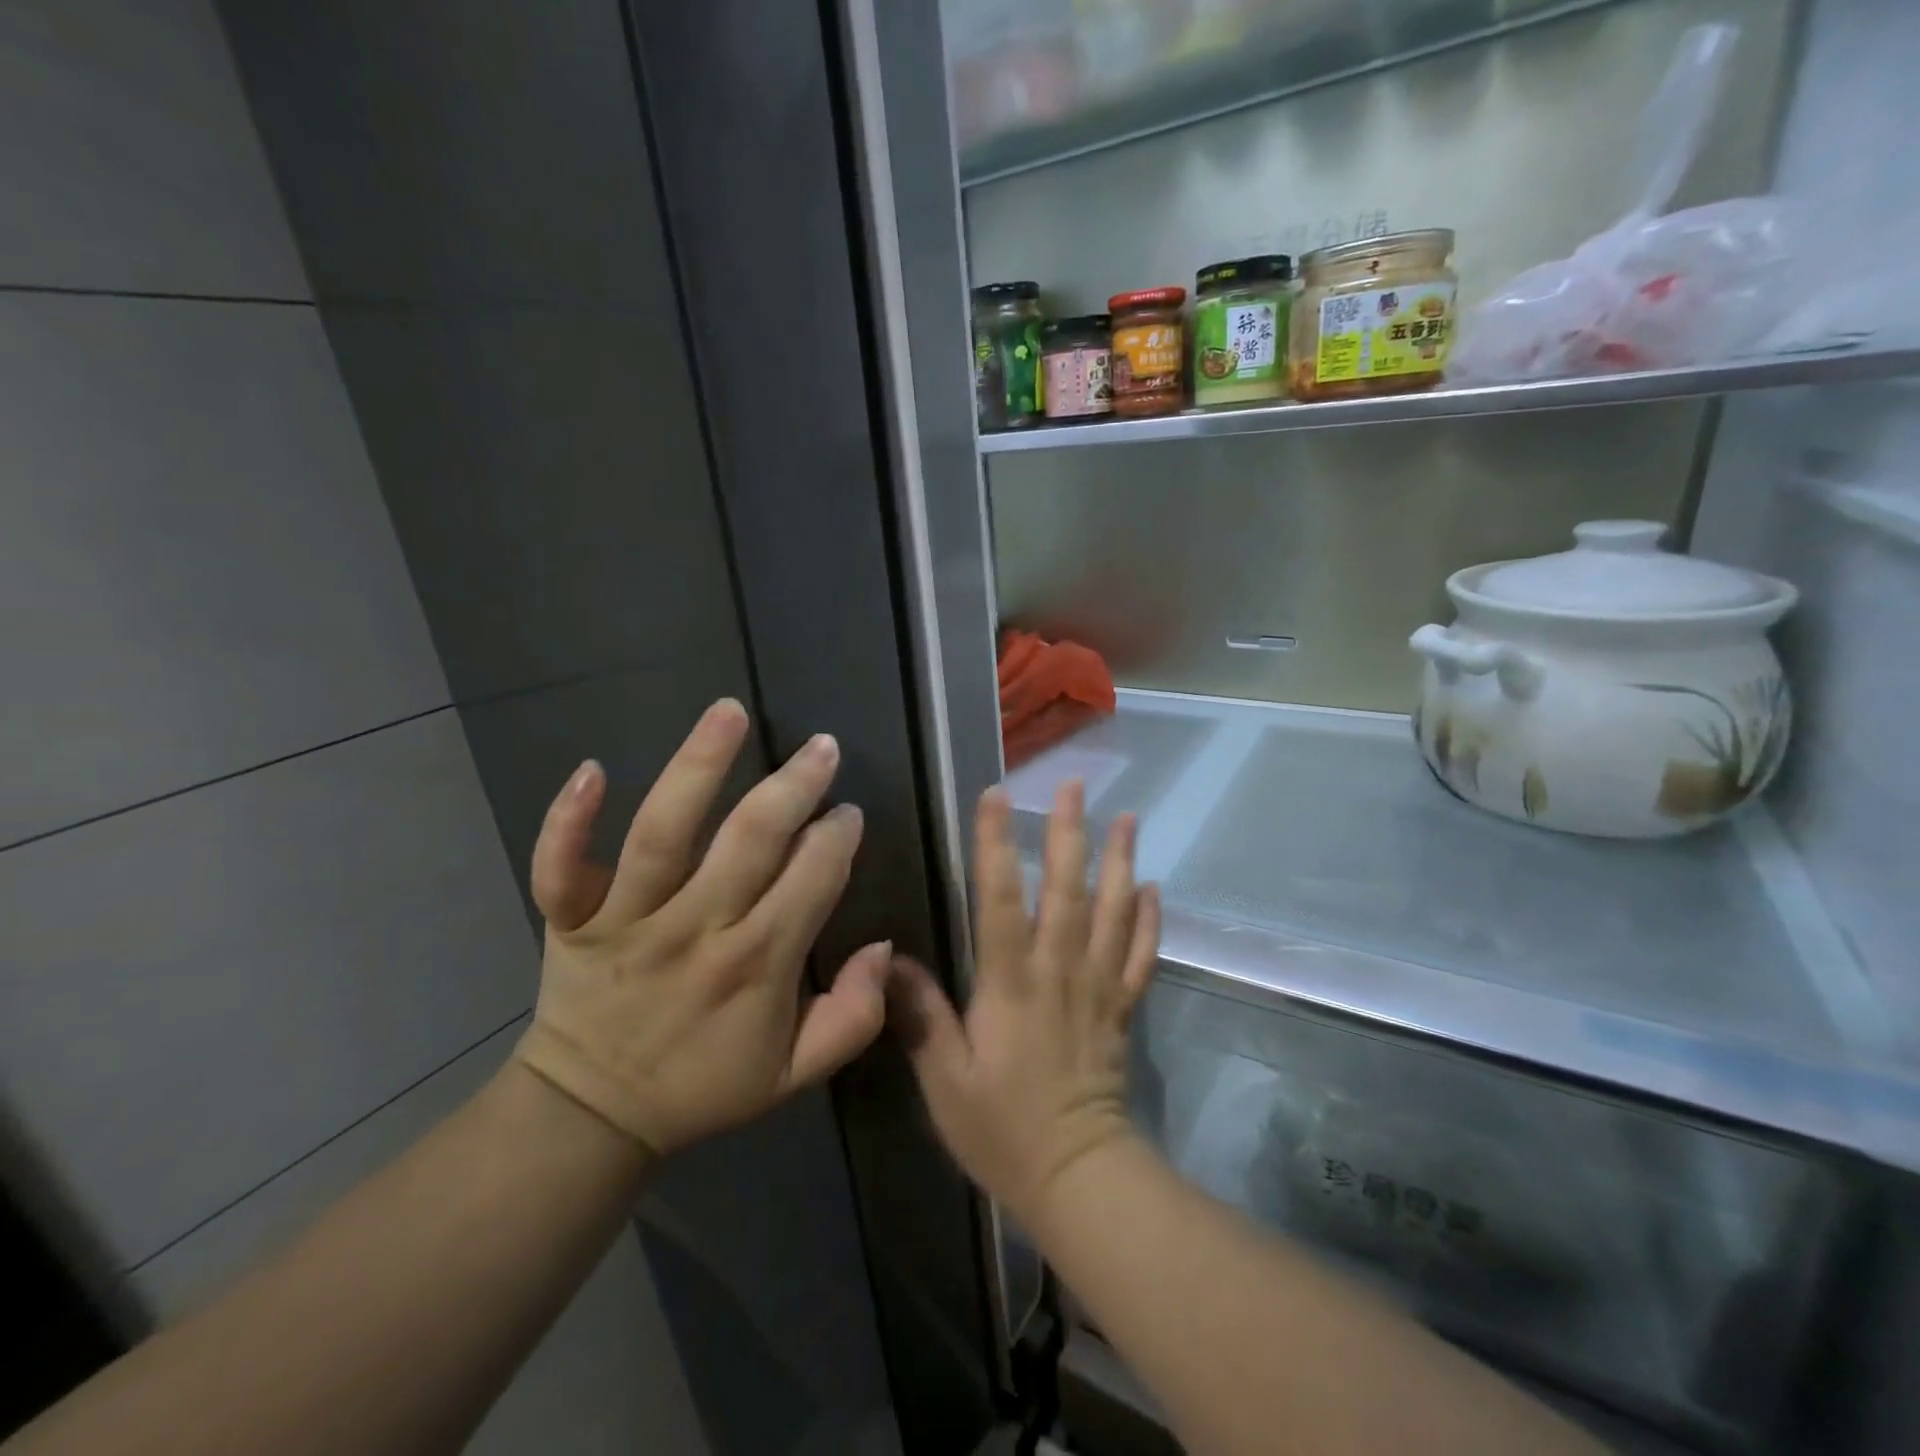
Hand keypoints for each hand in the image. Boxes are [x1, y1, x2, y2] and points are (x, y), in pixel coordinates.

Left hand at [512, 699, 891, 1156]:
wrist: (590, 1114)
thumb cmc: (703, 1085)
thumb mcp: (796, 1074)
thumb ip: (855, 1016)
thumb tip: (884, 947)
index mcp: (757, 965)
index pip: (812, 879)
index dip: (837, 836)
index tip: (847, 813)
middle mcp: (696, 931)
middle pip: (750, 840)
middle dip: (794, 786)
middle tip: (822, 747)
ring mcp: (628, 921)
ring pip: (663, 832)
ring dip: (699, 766)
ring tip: (731, 712)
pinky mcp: (571, 919)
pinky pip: (561, 866)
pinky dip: (570, 819)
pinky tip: (594, 768)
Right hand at [890, 781, 1159, 1224]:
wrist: (1079, 1177)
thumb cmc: (1002, 1129)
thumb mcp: (944, 1080)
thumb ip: (921, 1015)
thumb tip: (889, 957)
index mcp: (1011, 982)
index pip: (1001, 899)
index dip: (996, 844)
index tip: (996, 795)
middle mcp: (1059, 970)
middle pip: (1068, 890)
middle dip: (1069, 833)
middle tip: (1074, 785)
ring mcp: (1098, 986)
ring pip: (1114, 912)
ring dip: (1120, 861)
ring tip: (1127, 818)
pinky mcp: (1122, 1007)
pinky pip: (1141, 955)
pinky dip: (1150, 919)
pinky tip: (1153, 887)